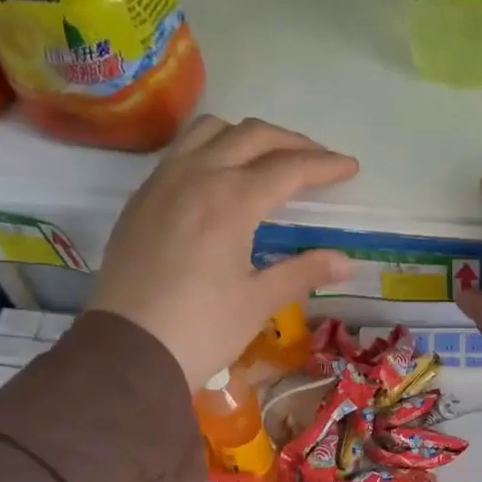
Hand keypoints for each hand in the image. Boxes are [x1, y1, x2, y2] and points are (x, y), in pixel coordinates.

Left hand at [87, 116, 358, 388]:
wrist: (129, 349)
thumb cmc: (202, 329)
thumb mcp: (259, 302)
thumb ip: (303, 272)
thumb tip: (347, 262)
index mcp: (231, 200)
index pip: (288, 169)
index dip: (324, 166)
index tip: (351, 168)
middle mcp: (196, 176)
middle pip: (252, 136)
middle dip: (292, 143)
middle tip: (319, 161)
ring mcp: (162, 182)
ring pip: (210, 131)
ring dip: (247, 137)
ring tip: (269, 159)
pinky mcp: (142, 198)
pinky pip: (181, 151)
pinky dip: (212, 149)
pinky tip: (222, 178)